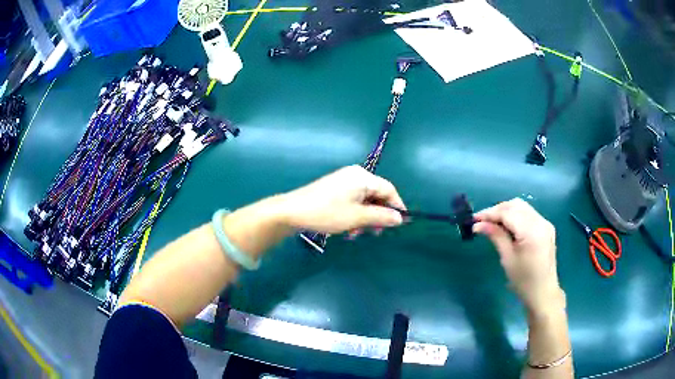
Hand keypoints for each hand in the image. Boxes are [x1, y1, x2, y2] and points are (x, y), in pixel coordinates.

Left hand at [279, 165, 405, 233]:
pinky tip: (347, 229)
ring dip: (364, 218)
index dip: (397, 206)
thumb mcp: (357, 218)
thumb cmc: (327, 213)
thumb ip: (381, 217)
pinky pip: (352, 201)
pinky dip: (354, 215)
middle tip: (375, 233)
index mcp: (362, 177)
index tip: (400, 223)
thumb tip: (400, 218)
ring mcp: (343, 181)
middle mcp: (355, 175)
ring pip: (364, 200)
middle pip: (376, 194)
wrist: (292, 212)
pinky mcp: (334, 189)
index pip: (389, 189)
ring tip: (355, 234)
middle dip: (377, 215)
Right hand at [473, 198, 563, 314]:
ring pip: (522, 207)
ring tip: (492, 223)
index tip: (474, 220)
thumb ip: (496, 236)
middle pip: (515, 205)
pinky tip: (507, 226)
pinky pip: (528, 214)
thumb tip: (478, 225)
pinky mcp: (546, 227)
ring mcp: (545, 223)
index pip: (508, 212)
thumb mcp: (507, 258)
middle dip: (497, 210)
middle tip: (482, 221)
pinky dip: (515, 216)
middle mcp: (540, 221)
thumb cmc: (523, 280)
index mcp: (531, 231)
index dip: (490, 213)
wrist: (543, 292)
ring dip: (506, 211)